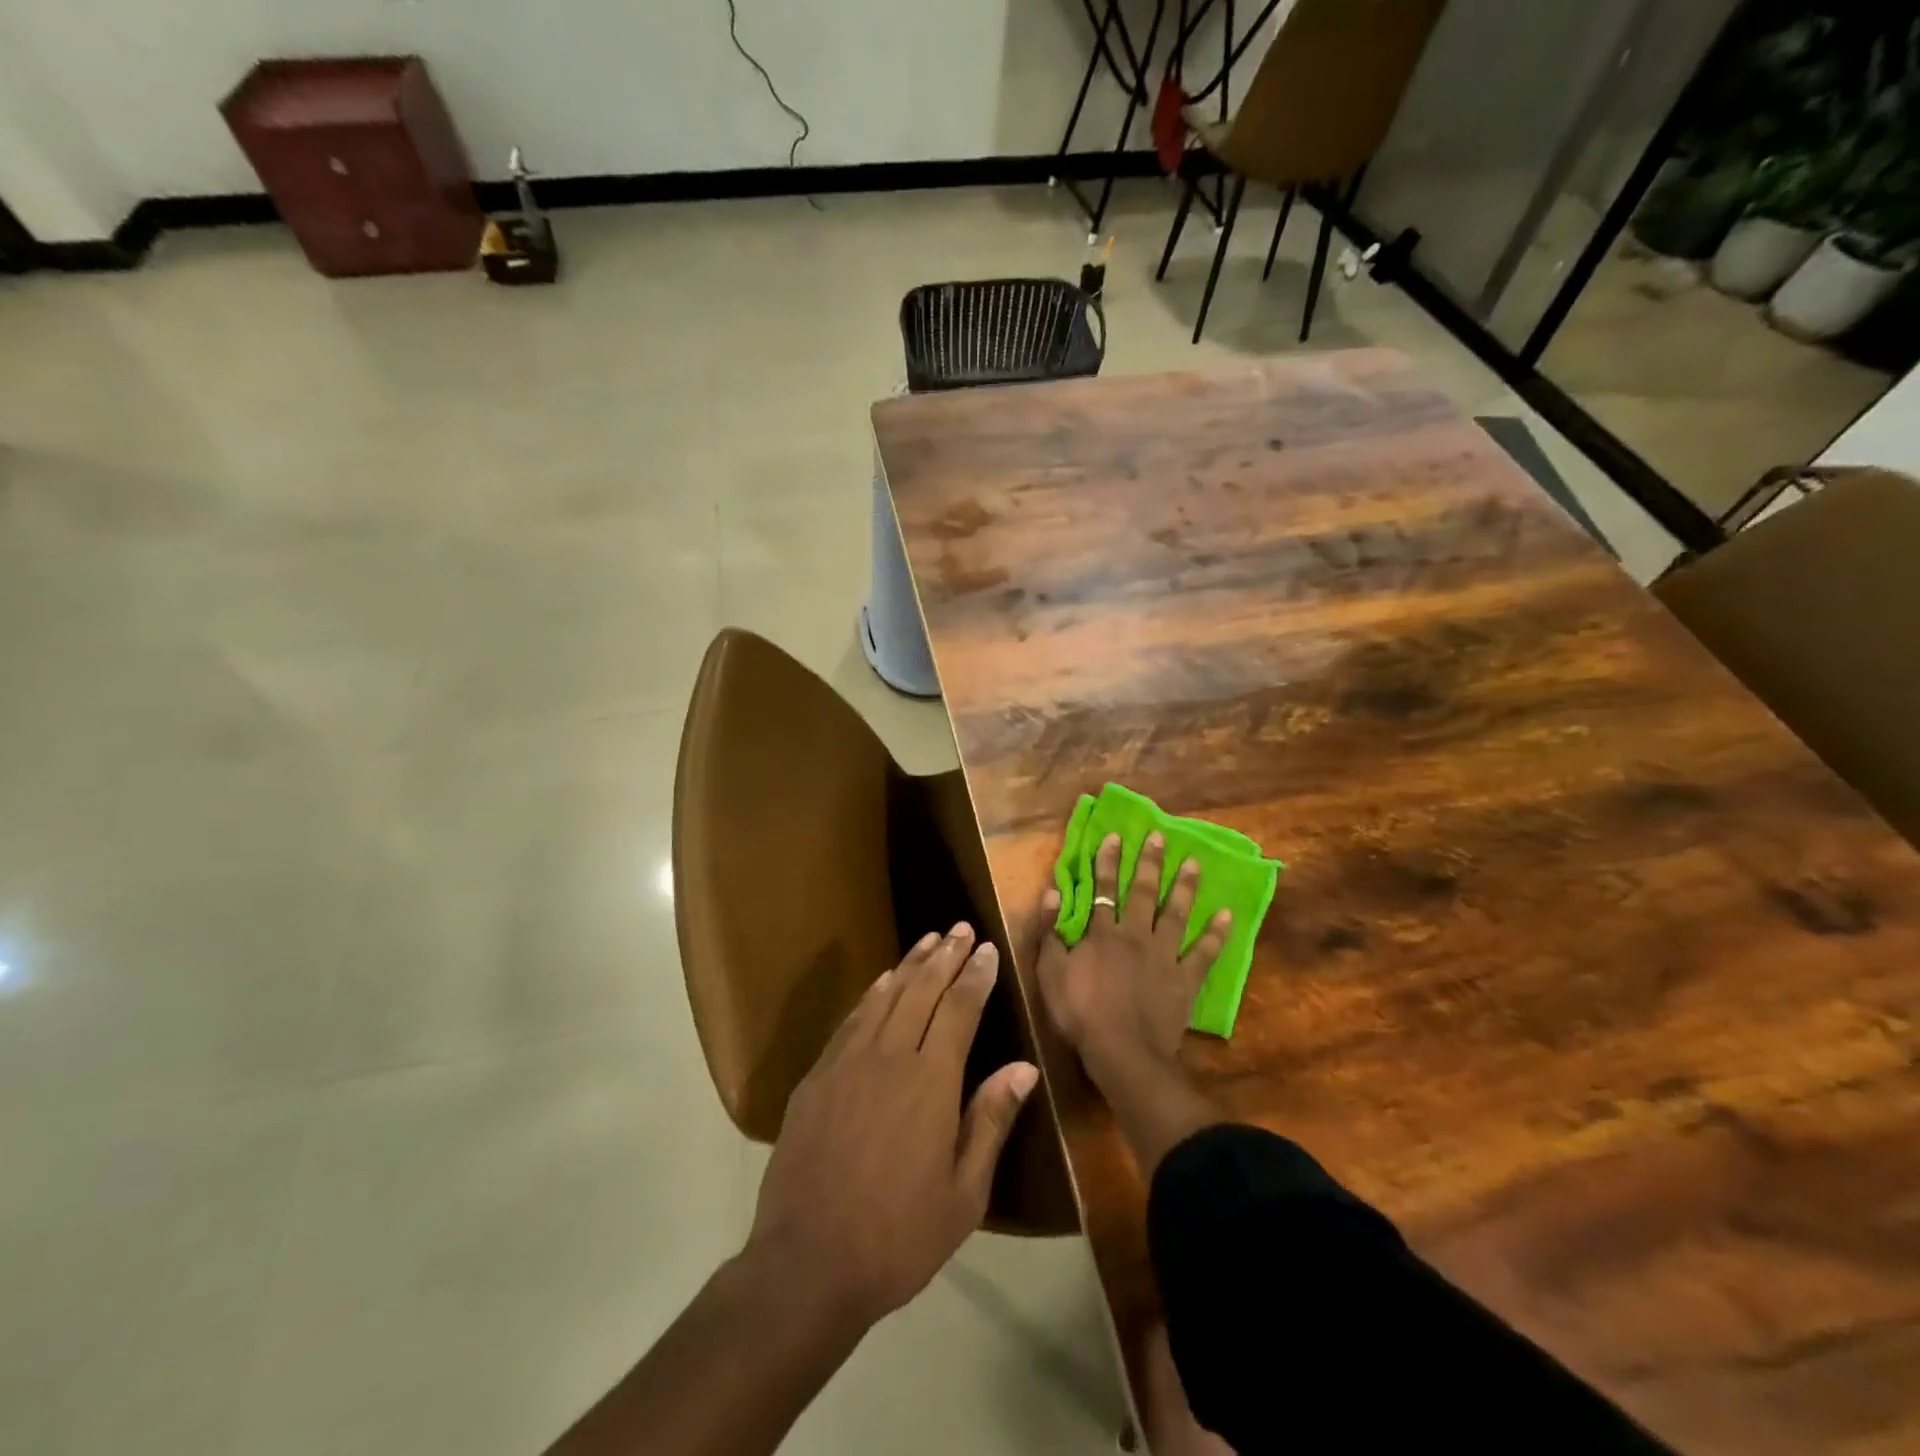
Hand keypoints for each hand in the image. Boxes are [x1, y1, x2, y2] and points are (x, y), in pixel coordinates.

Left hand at [746, 923, 1038, 1328]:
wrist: (806, 1263)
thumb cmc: (898, 1237)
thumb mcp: (964, 1194)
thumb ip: (991, 1121)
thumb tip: (1024, 1068)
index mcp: (931, 1082)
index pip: (959, 1009)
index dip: (975, 976)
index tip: (986, 948)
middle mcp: (890, 1057)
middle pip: (922, 991)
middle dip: (945, 956)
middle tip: (960, 927)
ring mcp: (847, 1062)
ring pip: (885, 996)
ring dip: (909, 964)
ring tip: (928, 940)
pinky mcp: (816, 1076)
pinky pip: (851, 1020)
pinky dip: (871, 994)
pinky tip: (881, 982)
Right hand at [1037, 832, 1232, 1077]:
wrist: (1122, 1052)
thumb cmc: (1081, 1013)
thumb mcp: (1050, 972)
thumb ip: (1050, 932)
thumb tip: (1052, 893)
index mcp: (1103, 933)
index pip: (1104, 889)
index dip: (1108, 862)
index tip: (1116, 836)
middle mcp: (1136, 935)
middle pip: (1144, 893)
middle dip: (1150, 863)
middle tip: (1161, 837)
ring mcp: (1165, 956)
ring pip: (1177, 914)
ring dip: (1185, 887)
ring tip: (1195, 863)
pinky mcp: (1185, 980)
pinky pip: (1204, 953)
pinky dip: (1216, 934)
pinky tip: (1227, 915)